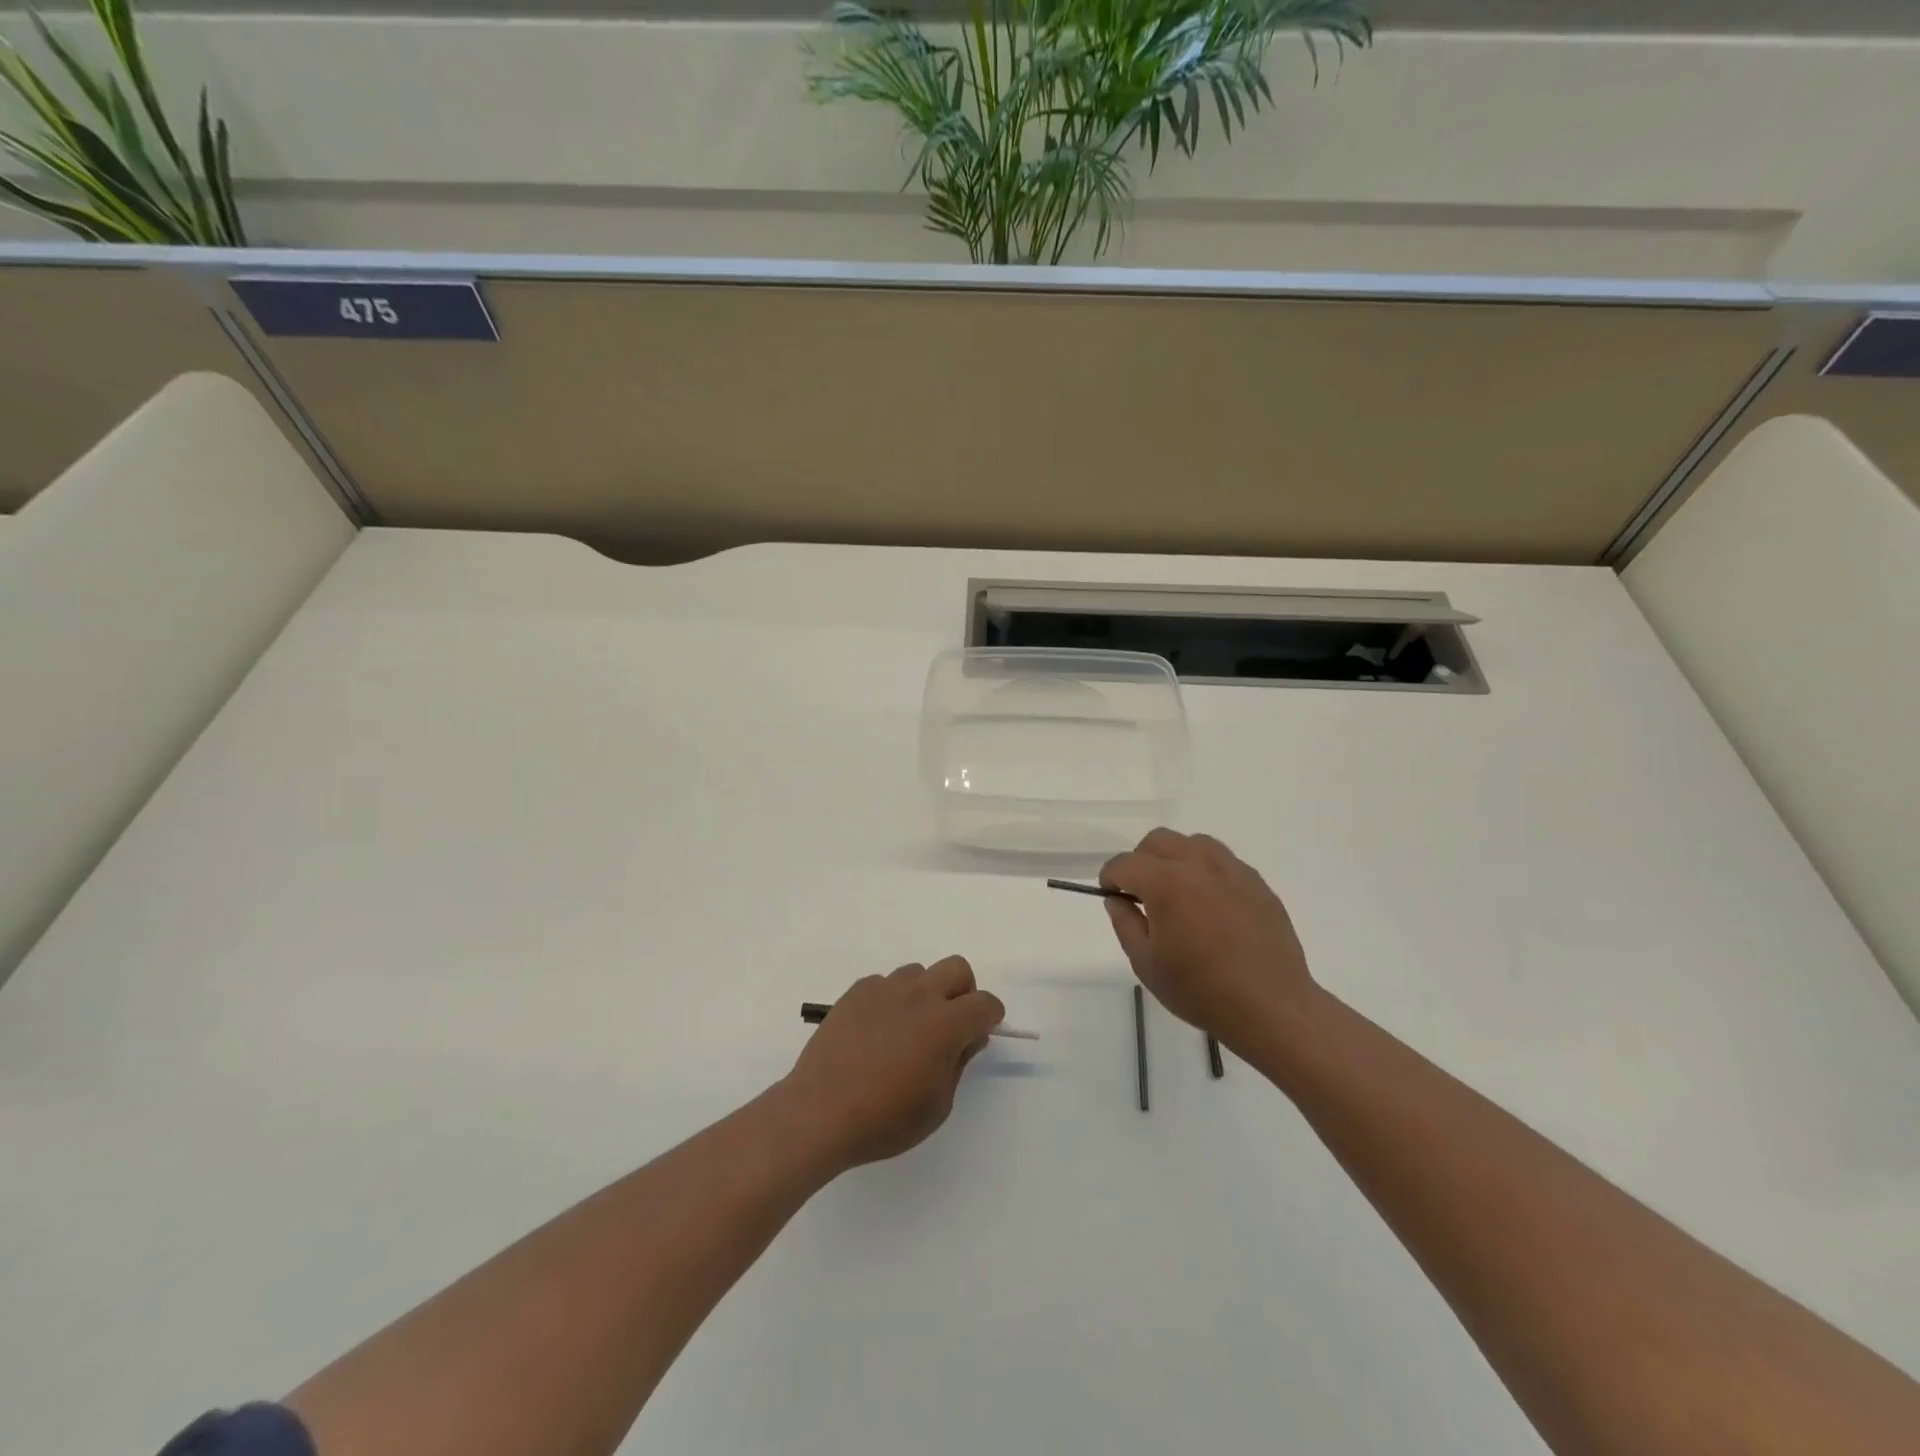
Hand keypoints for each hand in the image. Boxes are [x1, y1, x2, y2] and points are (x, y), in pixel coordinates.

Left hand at [781, 958, 1004, 1172]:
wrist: (819, 1112)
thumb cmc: (885, 1118)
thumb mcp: (938, 1104)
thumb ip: (958, 1063)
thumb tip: (967, 1037)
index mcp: (945, 1023)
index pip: (985, 1003)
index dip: (990, 1018)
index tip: (981, 1035)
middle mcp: (919, 995)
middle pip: (957, 968)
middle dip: (964, 992)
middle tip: (951, 1024)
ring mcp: (884, 989)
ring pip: (920, 972)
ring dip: (926, 993)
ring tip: (909, 1028)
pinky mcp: (857, 991)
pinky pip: (885, 982)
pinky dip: (892, 999)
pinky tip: (878, 1030)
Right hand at [1100, 829, 1316, 1046]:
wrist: (1271, 1007)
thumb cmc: (1201, 990)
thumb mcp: (1146, 963)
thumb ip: (1125, 923)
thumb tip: (1117, 899)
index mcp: (1165, 883)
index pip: (1124, 863)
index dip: (1110, 878)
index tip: (1112, 896)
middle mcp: (1198, 865)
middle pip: (1157, 841)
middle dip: (1141, 861)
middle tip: (1142, 894)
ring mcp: (1232, 870)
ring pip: (1193, 843)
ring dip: (1175, 859)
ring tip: (1178, 893)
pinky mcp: (1257, 883)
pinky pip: (1223, 861)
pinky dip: (1206, 872)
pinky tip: (1210, 905)